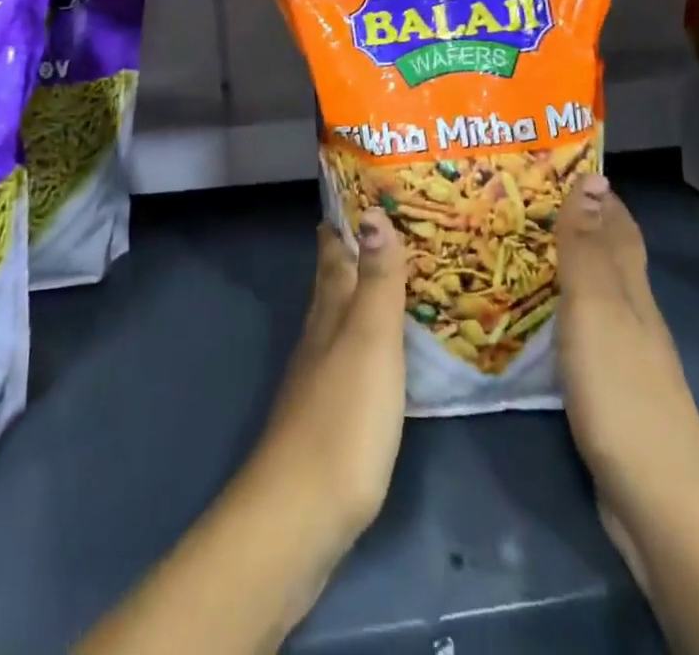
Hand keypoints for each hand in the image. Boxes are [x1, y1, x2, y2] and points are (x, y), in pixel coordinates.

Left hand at [253, 210, 407, 548]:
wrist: (303, 512)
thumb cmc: (343, 417)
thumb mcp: (370, 340)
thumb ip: (376, 279)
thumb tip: (373, 211)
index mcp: (330, 309)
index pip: (331, 249)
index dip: (343, 218)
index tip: (363, 187)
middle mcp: (321, 332)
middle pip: (334, 279)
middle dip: (355, 249)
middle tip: (389, 222)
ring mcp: (322, 373)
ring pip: (343, 315)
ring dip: (364, 291)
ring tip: (395, 275)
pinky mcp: (333, 411)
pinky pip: (354, 353)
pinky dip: (371, 336)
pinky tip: (388, 348)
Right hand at [554, 174, 698, 493]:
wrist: (659, 501)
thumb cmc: (623, 391)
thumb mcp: (596, 310)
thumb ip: (587, 248)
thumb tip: (592, 176)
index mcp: (631, 289)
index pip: (618, 225)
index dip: (597, 192)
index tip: (557, 160)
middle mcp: (632, 313)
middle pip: (608, 254)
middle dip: (577, 222)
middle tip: (523, 196)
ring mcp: (623, 353)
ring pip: (594, 291)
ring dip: (565, 263)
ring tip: (517, 243)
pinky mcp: (608, 388)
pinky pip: (581, 327)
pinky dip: (559, 307)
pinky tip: (535, 312)